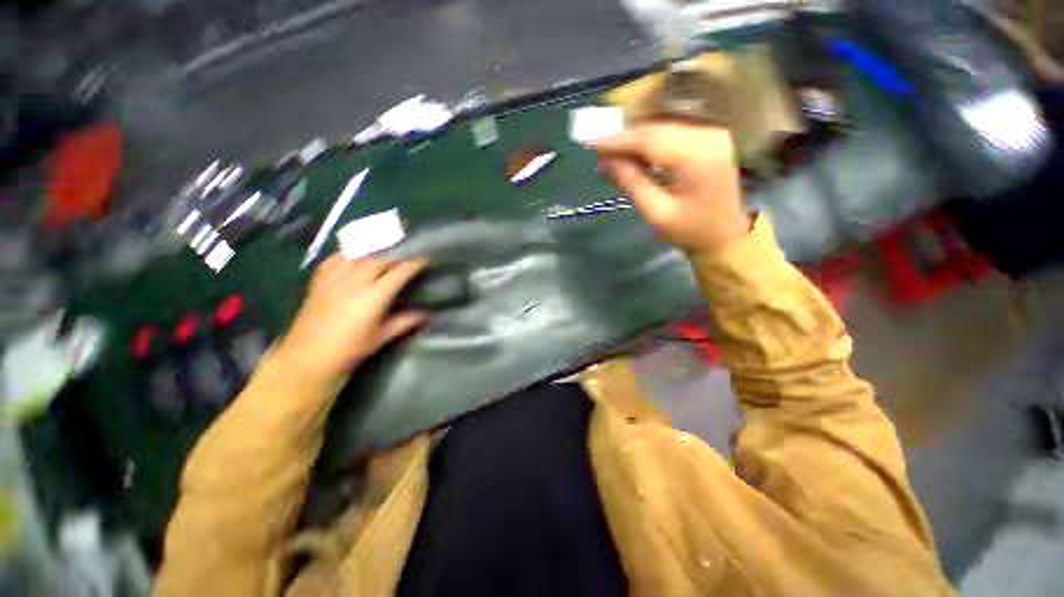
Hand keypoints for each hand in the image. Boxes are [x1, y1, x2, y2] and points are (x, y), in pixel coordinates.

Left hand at [275, 256, 427, 381]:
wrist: (308, 360)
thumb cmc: (350, 351)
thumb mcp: (381, 337)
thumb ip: (404, 322)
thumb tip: (426, 315)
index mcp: (373, 297)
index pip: (398, 273)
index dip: (413, 265)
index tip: (424, 261)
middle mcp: (354, 283)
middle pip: (379, 261)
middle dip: (395, 258)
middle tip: (405, 262)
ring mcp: (333, 281)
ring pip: (357, 257)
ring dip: (373, 256)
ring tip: (382, 259)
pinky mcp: (318, 283)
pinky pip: (333, 261)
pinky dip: (346, 257)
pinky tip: (352, 259)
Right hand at [594, 122, 749, 253]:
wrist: (725, 235)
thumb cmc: (690, 230)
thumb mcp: (656, 213)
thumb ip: (632, 183)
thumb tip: (606, 161)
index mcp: (697, 157)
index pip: (650, 139)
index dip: (619, 141)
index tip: (592, 144)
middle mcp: (708, 135)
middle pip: (657, 127)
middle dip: (625, 138)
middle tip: (599, 152)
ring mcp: (712, 132)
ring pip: (663, 126)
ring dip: (635, 138)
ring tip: (613, 154)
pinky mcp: (710, 136)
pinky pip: (673, 130)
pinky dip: (650, 139)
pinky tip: (634, 152)